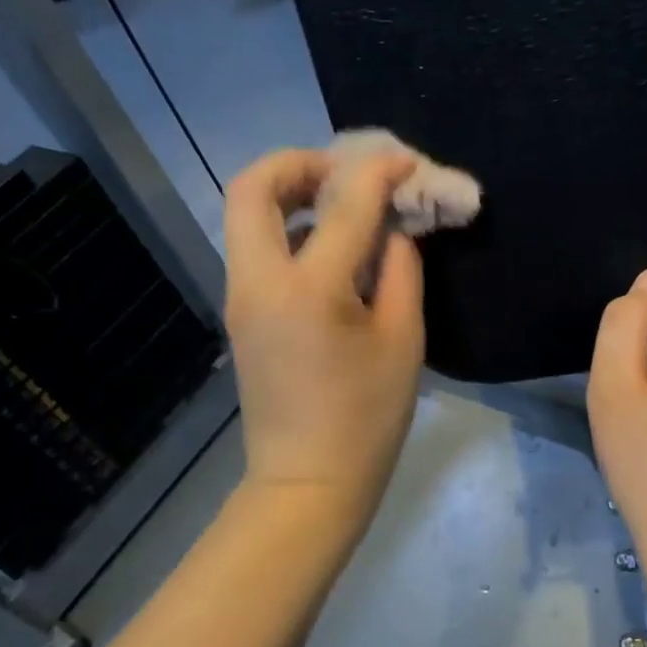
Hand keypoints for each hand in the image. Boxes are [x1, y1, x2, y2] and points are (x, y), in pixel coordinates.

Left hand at [223, 146, 425, 537]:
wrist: (307, 483)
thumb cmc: (367, 419)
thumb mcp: (404, 342)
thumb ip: (402, 271)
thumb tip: (393, 230)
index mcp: (308, 290)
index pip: (344, 205)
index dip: (377, 172)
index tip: (405, 163)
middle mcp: (260, 282)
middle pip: (252, 189)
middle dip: (298, 163)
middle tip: (344, 173)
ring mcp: (241, 298)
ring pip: (246, 216)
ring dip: (290, 194)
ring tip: (341, 205)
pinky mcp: (242, 315)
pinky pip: (256, 248)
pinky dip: (288, 228)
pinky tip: (330, 247)